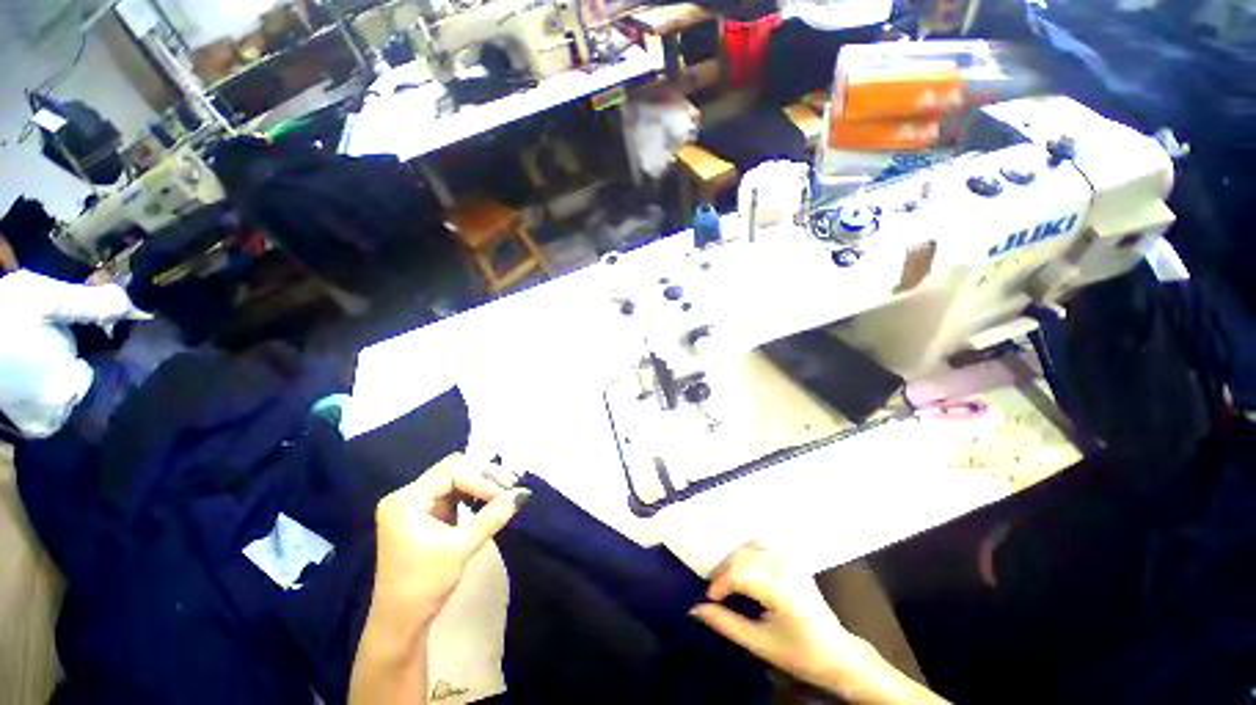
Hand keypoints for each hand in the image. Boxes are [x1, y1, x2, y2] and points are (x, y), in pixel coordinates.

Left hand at [371, 453, 529, 630]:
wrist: (402, 622)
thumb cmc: (424, 586)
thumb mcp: (460, 549)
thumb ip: (492, 517)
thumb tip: (522, 493)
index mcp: (407, 500)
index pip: (452, 471)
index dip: (481, 479)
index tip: (506, 495)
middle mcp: (410, 495)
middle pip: (455, 468)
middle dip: (485, 475)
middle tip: (512, 487)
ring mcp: (419, 503)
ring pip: (458, 477)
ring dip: (483, 482)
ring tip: (507, 491)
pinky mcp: (429, 512)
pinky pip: (457, 492)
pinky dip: (476, 493)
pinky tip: (492, 498)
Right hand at [691, 544, 944, 703]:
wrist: (838, 653)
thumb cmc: (800, 654)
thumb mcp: (759, 644)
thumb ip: (726, 623)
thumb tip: (695, 609)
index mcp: (778, 585)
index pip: (736, 573)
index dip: (718, 584)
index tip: (709, 599)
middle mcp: (782, 564)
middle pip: (740, 556)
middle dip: (723, 572)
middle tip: (715, 593)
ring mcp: (789, 558)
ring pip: (748, 547)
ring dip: (733, 561)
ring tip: (727, 582)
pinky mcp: (792, 559)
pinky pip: (760, 546)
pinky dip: (746, 555)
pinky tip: (744, 571)